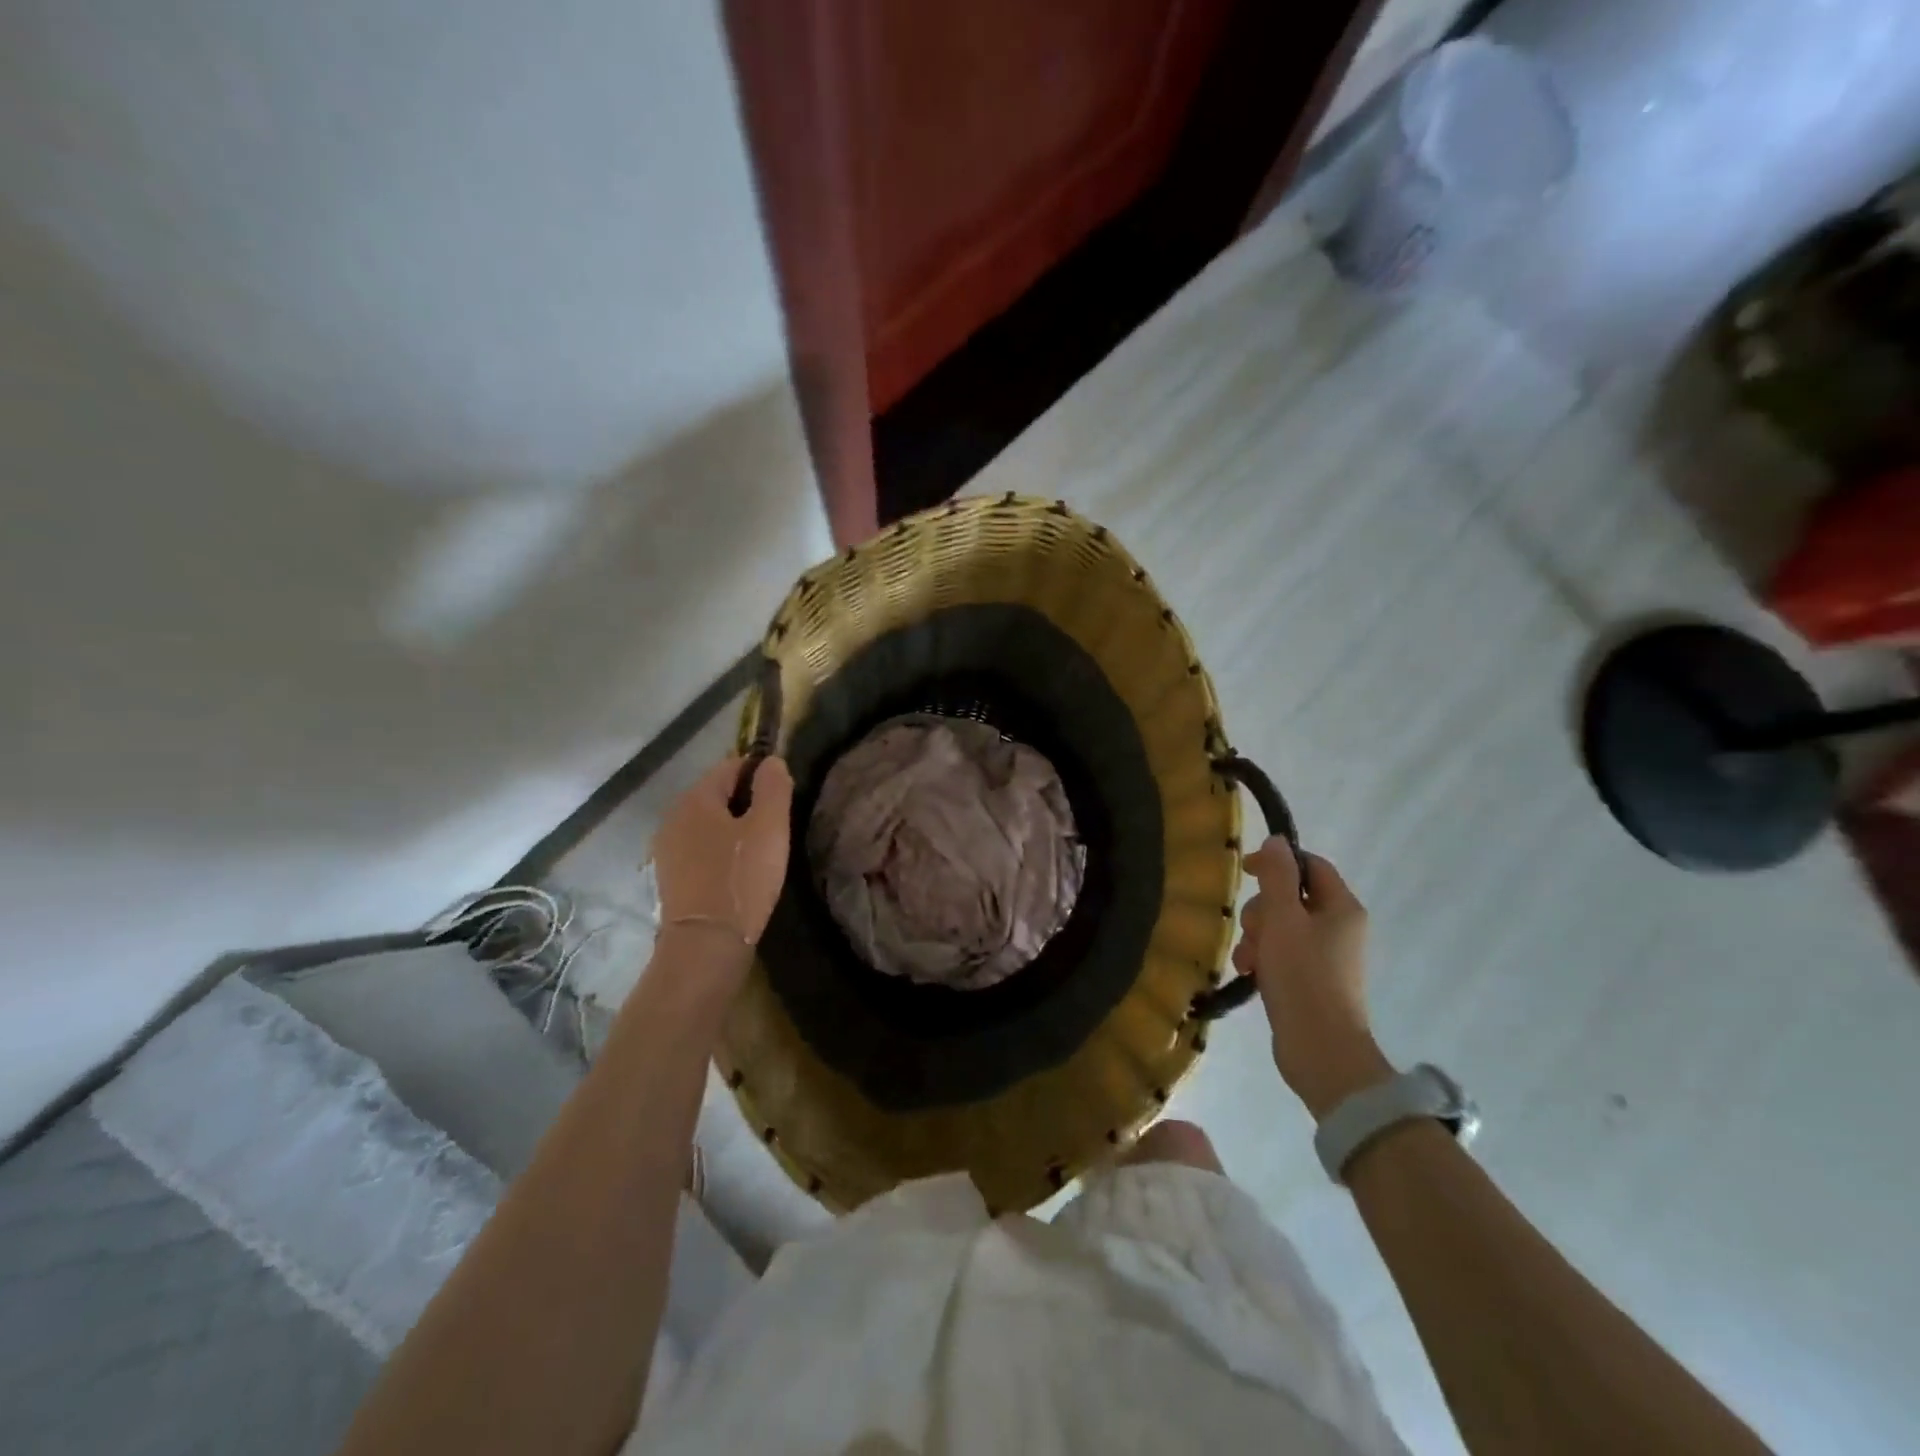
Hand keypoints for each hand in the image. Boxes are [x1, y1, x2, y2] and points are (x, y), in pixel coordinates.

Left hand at [651, 755, 792, 962]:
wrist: (706, 944)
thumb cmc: (741, 879)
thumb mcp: (769, 828)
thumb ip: (773, 788)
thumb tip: (771, 761)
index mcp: (695, 799)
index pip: (731, 766)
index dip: (760, 775)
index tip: (783, 797)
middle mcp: (673, 817)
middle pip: (717, 795)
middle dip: (747, 803)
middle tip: (775, 828)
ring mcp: (667, 849)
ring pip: (708, 824)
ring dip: (734, 829)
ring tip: (760, 852)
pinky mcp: (670, 877)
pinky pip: (700, 849)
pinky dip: (720, 852)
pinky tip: (738, 872)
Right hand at [1233, 843, 1390, 1119]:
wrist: (1321, 1049)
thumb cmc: (1303, 976)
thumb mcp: (1283, 918)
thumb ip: (1277, 876)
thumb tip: (1276, 841)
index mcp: (1342, 908)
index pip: (1310, 866)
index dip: (1277, 862)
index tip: (1244, 871)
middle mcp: (1339, 927)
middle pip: (1290, 897)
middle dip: (1262, 911)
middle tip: (1252, 930)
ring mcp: (1325, 956)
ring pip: (1280, 927)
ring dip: (1256, 938)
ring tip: (1248, 961)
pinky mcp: (1311, 980)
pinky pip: (1280, 954)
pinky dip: (1262, 959)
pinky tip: (1250, 974)